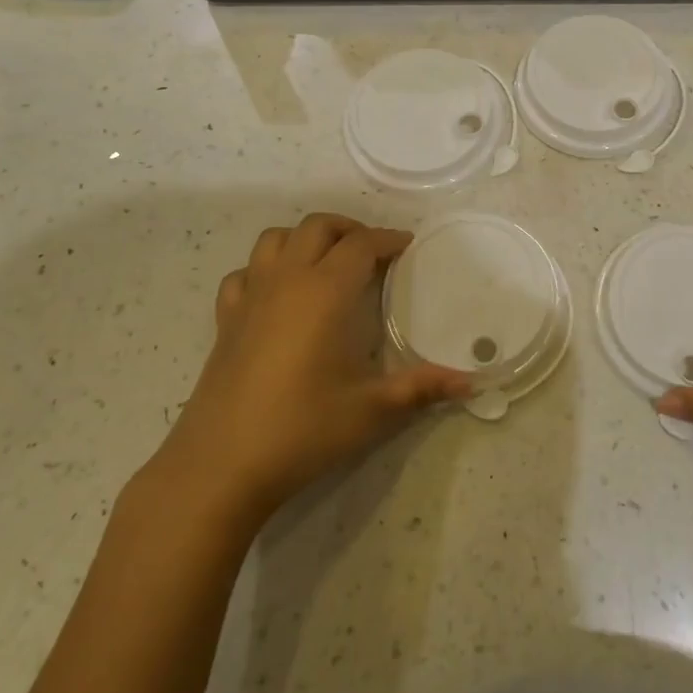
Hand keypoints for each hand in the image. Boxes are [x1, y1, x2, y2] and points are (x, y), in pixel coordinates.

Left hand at [145, 213, 469, 526]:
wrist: (222, 465)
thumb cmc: (304, 429)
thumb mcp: (373, 410)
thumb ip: (423, 388)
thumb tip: (471, 382)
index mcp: (325, 291)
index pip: (362, 244)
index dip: (387, 239)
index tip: (407, 245)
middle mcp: (287, 280)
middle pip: (318, 227)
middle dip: (349, 229)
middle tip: (372, 253)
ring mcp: (250, 297)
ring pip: (275, 239)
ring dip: (305, 239)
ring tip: (326, 261)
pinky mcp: (225, 320)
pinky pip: (244, 273)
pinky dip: (264, 269)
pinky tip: (277, 294)